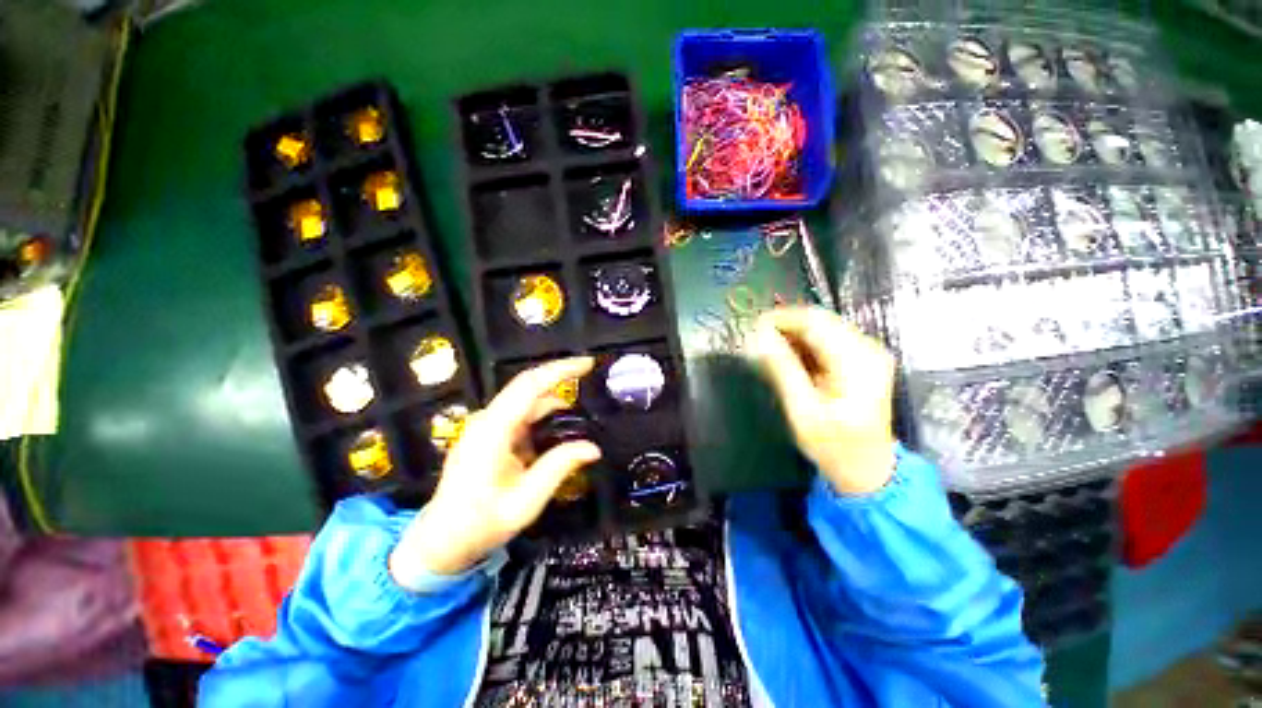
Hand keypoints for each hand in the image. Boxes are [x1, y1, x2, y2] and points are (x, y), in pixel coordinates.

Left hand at [390, 357, 600, 582]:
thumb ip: (559, 467)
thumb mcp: (526, 500)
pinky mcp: (489, 434)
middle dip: (560, 378)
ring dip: (554, 402)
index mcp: (493, 429)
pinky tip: (559, 430)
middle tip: (590, 377)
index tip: (588, 363)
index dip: (560, 370)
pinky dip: (543, 417)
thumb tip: (594, 448)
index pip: (530, 385)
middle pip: (528, 386)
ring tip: (581, 410)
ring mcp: (487, 426)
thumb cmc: (480, 523)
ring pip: (526, 401)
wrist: (441, 541)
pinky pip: (521, 416)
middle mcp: (488, 419)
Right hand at [752, 306, 896, 494]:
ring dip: (792, 334)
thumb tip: (758, 336)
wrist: (869, 469)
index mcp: (857, 361)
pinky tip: (788, 357)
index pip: (814, 322)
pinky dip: (804, 344)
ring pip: (823, 326)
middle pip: (820, 320)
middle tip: (755, 340)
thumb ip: (781, 369)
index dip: (780, 319)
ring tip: (767, 349)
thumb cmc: (834, 446)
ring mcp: (869, 352)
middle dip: (784, 325)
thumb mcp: (802, 411)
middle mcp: (869, 348)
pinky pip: (828, 339)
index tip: (751, 328)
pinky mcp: (863, 359)